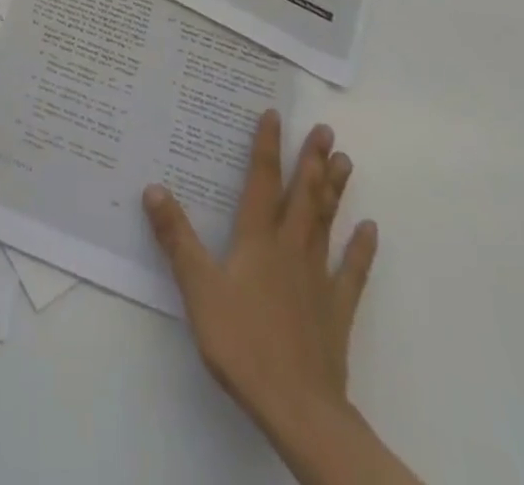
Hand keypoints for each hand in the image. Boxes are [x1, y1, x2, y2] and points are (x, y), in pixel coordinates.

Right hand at [143, 111, 419, 484]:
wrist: (297, 408)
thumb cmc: (242, 343)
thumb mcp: (198, 288)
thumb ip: (176, 238)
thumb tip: (153, 188)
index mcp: (257, 240)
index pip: (262, 182)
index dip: (267, 147)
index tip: (274, 115)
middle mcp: (290, 248)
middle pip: (302, 195)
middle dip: (311, 160)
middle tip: (325, 129)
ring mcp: (317, 279)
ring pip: (326, 223)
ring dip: (334, 191)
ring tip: (345, 160)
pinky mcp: (336, 311)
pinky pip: (351, 273)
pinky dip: (360, 250)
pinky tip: (370, 230)